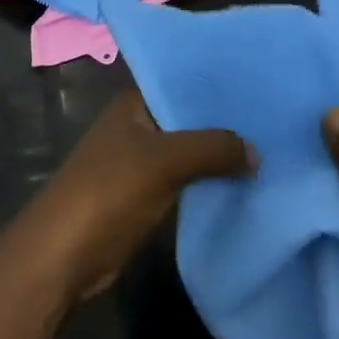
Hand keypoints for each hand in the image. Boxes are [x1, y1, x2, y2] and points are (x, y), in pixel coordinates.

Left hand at [2, 90, 252, 311]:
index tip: (262, 85)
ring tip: (270, 149)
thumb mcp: (164, 161)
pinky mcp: (145, 195)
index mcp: (134, 103)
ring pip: (190, 151)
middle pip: (189, 118)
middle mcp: (138, 125)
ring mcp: (140, 162)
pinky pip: (186, 180)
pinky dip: (209, 181)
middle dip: (225, 123)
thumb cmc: (108, 192)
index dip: (219, 85)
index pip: (183, 82)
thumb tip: (256, 152)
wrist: (62, 256)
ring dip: (220, 155)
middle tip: (276, 120)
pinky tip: (244, 182)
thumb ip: (212, 148)